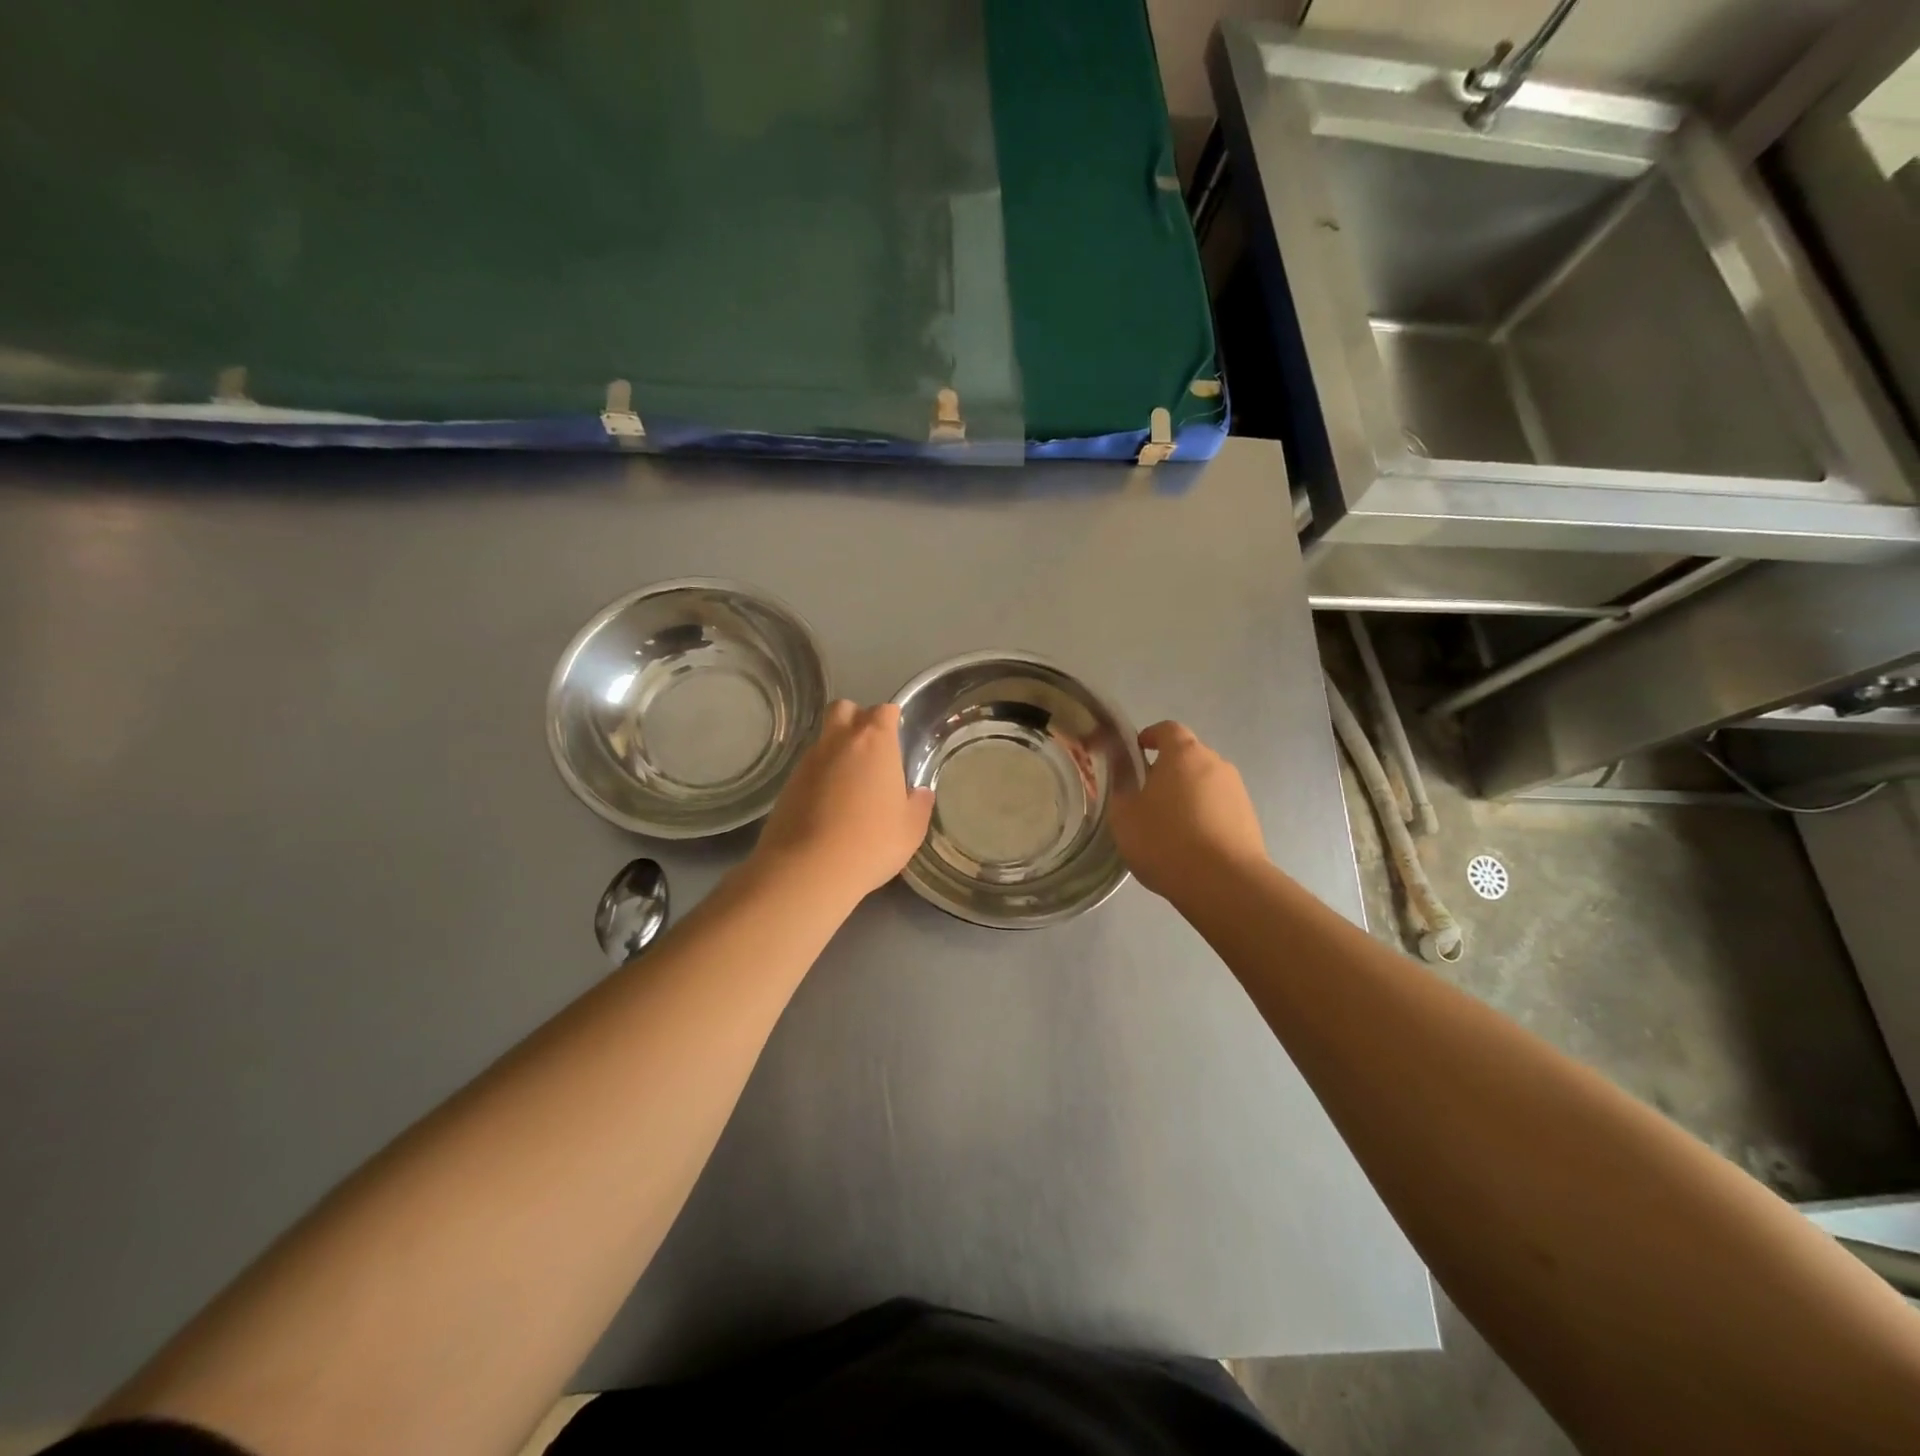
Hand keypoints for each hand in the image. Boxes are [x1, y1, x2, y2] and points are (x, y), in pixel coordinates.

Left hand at [750, 700, 934, 904]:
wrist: (808, 868)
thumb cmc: (871, 842)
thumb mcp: (910, 829)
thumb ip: (919, 805)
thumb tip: (920, 793)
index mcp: (874, 742)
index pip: (883, 710)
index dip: (891, 719)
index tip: (897, 736)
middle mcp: (838, 741)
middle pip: (844, 709)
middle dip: (856, 718)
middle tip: (870, 749)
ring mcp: (808, 761)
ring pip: (823, 739)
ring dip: (836, 750)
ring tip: (850, 783)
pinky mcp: (787, 784)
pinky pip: (808, 767)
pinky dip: (820, 776)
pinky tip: (828, 804)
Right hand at [1109, 721, 1266, 899]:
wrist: (1224, 883)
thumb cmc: (1166, 840)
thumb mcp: (1124, 816)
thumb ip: (1121, 790)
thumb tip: (1125, 777)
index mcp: (1184, 754)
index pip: (1167, 729)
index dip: (1150, 736)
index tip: (1137, 751)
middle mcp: (1216, 763)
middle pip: (1189, 756)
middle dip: (1168, 770)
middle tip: (1147, 795)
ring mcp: (1237, 791)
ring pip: (1205, 783)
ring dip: (1188, 795)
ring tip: (1170, 825)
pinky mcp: (1249, 818)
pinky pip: (1220, 807)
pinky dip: (1204, 816)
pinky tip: (1191, 844)